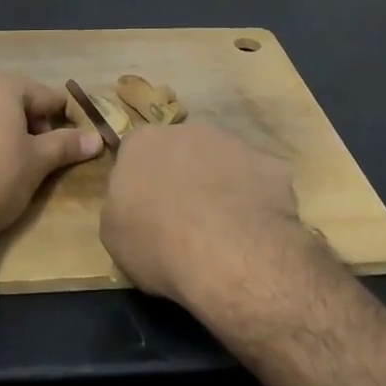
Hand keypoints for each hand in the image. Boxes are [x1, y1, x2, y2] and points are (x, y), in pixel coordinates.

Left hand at [0, 72, 101, 243]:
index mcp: (0, 84)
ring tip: (2, 157)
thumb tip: (97, 138)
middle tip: (36, 154)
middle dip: (26, 121)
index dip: (61, 118)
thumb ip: (67, 144)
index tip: (69, 142)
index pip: (44, 96)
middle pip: (9, 98)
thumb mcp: (38, 162)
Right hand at [101, 123, 301, 305]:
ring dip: (221, 184)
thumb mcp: (114, 233)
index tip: (146, 208)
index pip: (136, 152)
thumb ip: (122, 204)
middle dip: (184, 175)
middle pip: (182, 149)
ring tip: (224, 227)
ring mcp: (234, 144)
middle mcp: (188, 130)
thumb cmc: (158, 243)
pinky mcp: (272, 165)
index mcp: (143, 142)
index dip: (142, 180)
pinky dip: (256, 199)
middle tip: (185, 216)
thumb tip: (136, 201)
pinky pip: (259, 180)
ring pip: (223, 161)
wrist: (229, 254)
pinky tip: (255, 229)